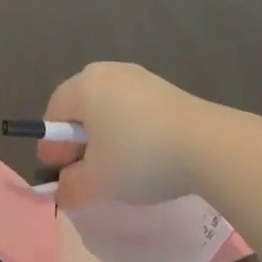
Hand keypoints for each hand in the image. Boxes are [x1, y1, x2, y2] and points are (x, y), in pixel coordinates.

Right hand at [39, 62, 211, 206]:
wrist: (208, 145)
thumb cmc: (140, 157)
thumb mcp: (98, 182)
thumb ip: (72, 187)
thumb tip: (62, 190)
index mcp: (83, 85)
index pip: (54, 112)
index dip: (52, 146)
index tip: (58, 174)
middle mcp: (106, 72)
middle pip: (80, 106)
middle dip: (78, 139)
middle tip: (83, 171)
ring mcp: (138, 76)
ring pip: (108, 107)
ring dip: (104, 135)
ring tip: (116, 167)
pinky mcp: (164, 88)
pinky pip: (133, 108)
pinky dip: (129, 130)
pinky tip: (144, 156)